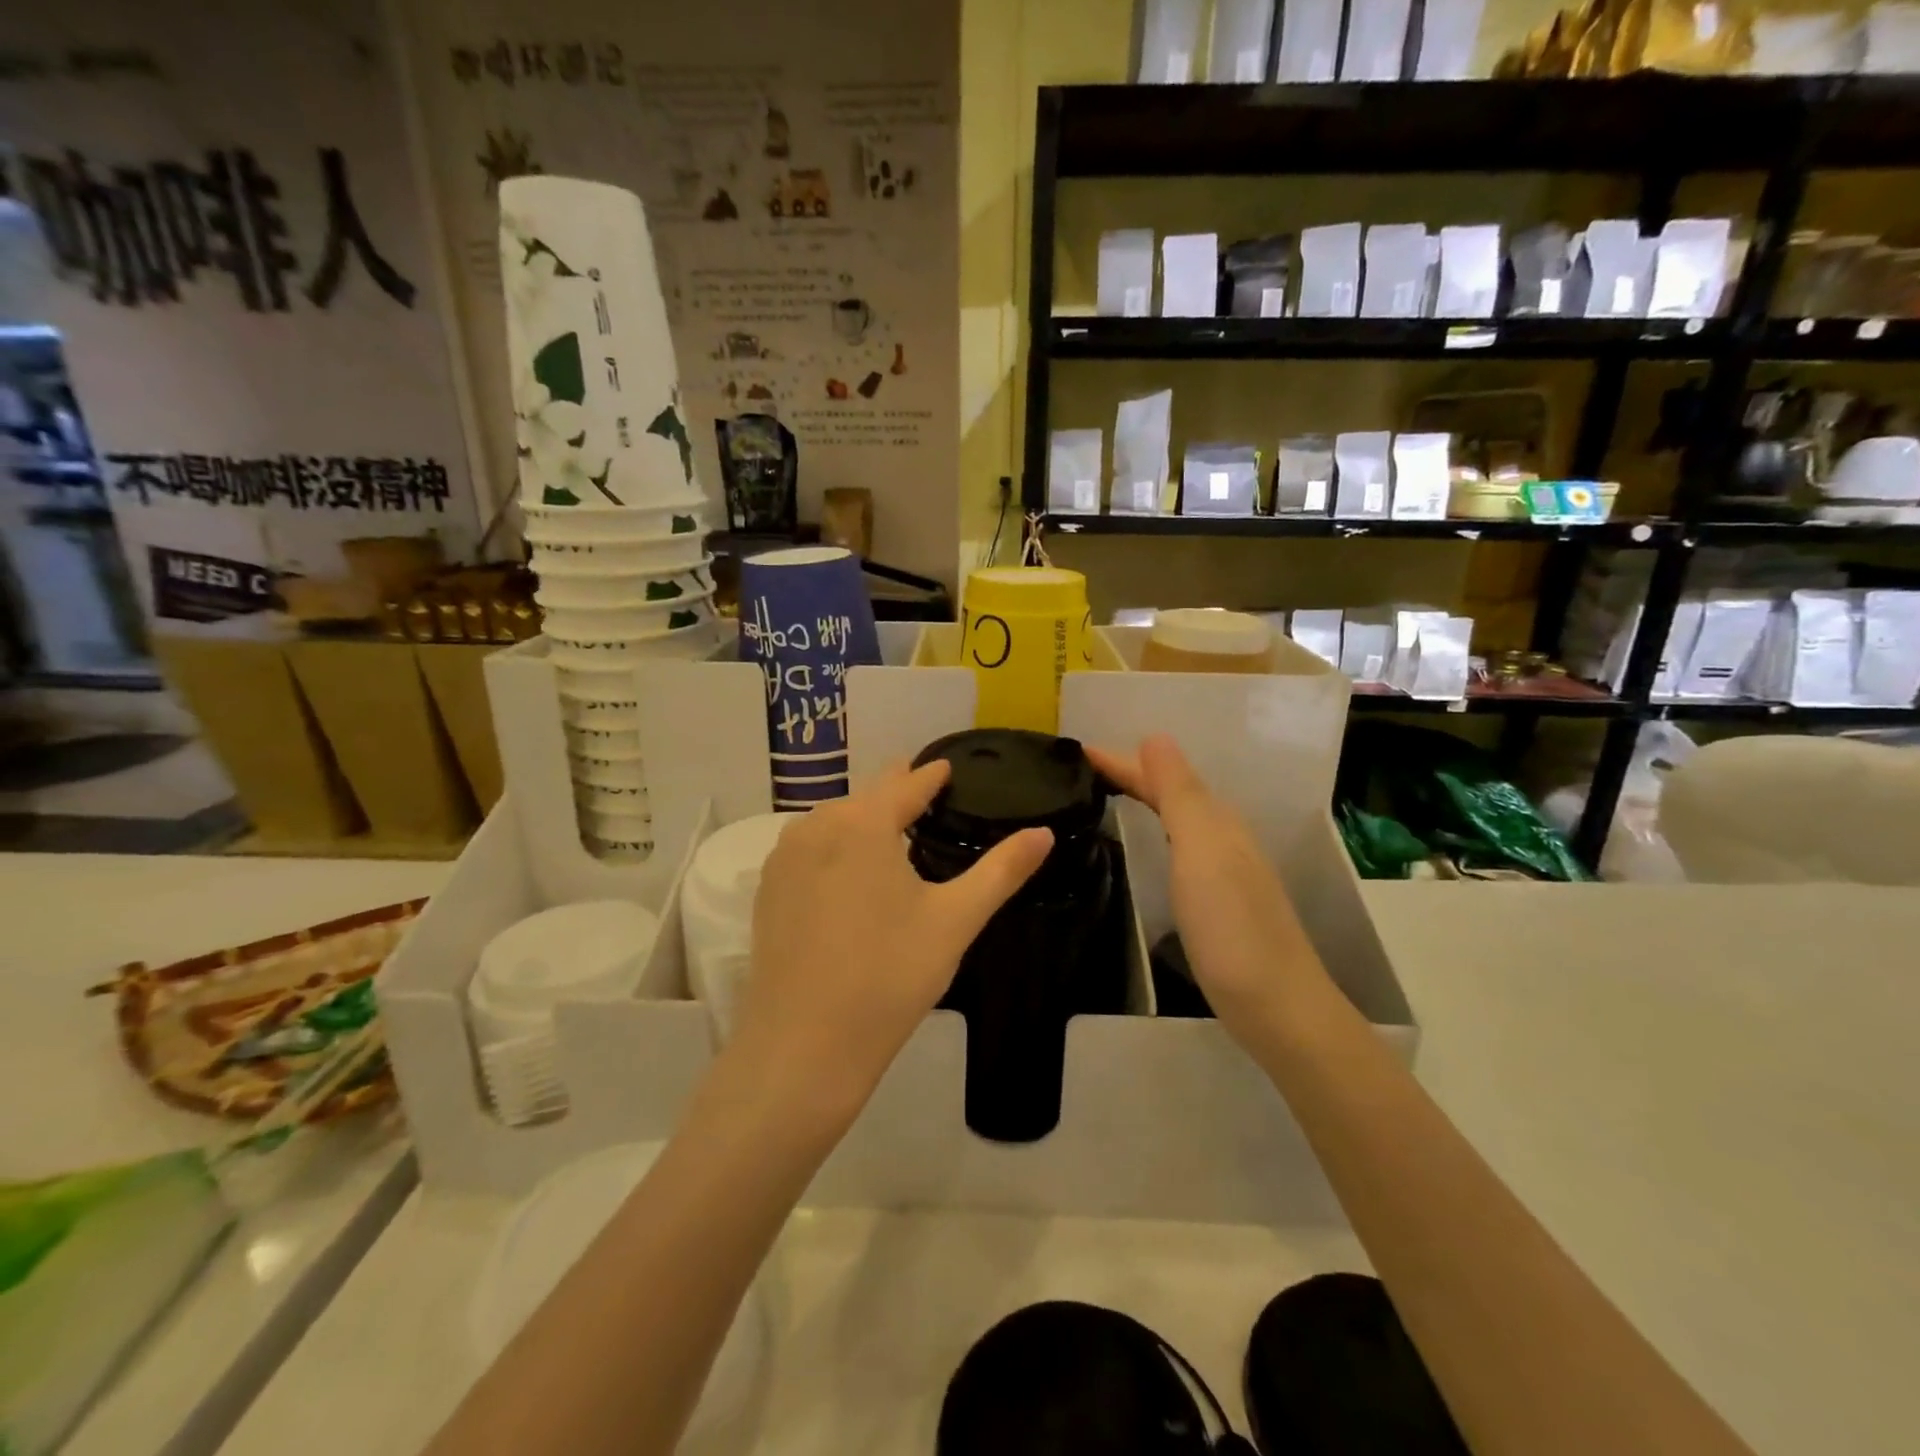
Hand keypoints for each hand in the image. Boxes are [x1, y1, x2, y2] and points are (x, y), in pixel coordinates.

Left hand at [737, 762, 1052, 1118]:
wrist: (804, 1046)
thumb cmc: (889, 976)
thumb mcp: (955, 920)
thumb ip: (1001, 870)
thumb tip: (1044, 833)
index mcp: (863, 823)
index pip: (905, 784)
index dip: (930, 775)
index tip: (946, 767)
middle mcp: (816, 827)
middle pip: (866, 798)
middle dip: (896, 792)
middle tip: (924, 793)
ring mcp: (784, 858)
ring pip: (833, 822)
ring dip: (863, 819)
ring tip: (890, 828)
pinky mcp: (767, 890)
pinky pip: (808, 849)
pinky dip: (834, 846)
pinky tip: (847, 870)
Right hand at [1087, 735, 1326, 1037]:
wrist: (1277, 1007)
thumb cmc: (1231, 927)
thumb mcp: (1201, 850)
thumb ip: (1180, 793)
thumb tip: (1155, 736)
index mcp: (1215, 821)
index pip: (1161, 776)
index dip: (1121, 762)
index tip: (1076, 752)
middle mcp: (1222, 838)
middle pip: (1170, 793)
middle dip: (1129, 775)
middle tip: (1080, 772)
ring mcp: (1223, 872)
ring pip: (1175, 819)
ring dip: (1143, 800)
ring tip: (1104, 796)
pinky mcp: (1217, 903)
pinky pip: (1178, 848)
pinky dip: (1155, 833)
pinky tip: (1144, 847)